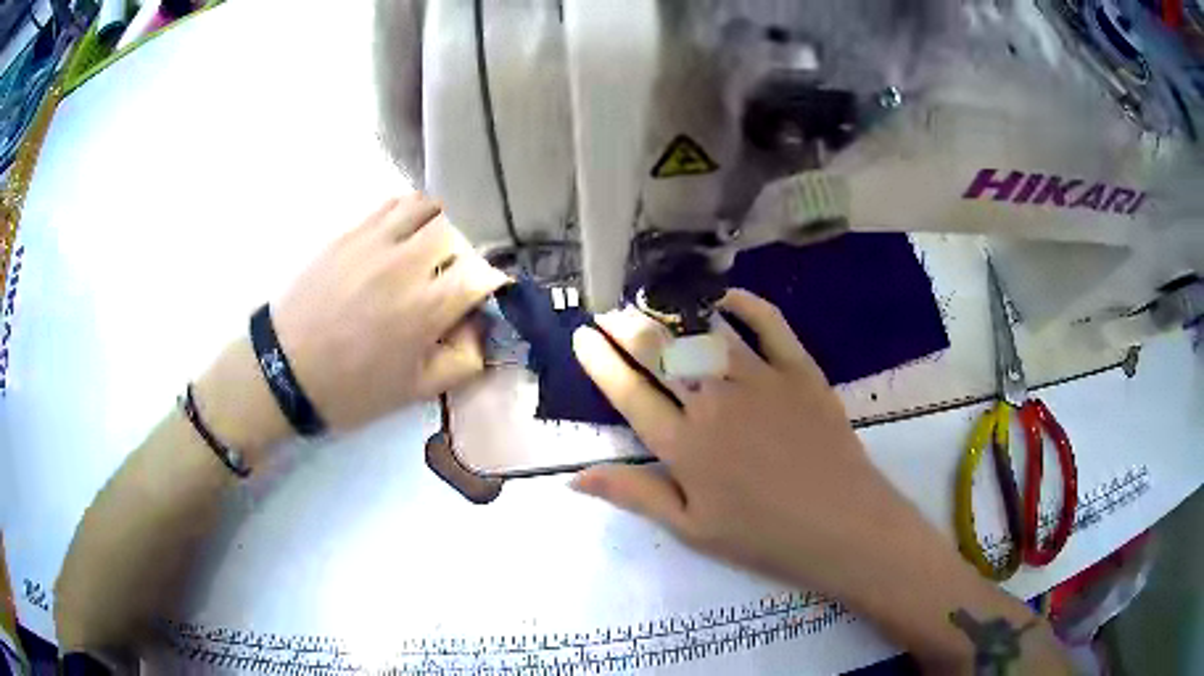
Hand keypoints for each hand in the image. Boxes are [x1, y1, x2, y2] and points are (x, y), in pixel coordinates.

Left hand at [269, 195, 508, 430]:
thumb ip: (462, 361)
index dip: (493, 286)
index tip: (483, 300)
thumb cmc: (351, 388)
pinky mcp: (351, 232)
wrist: (285, 370)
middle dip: (464, 258)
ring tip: (429, 250)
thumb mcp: (414, 391)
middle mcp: (406, 264)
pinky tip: (401, 236)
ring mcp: (376, 242)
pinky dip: (409, 213)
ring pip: (428, 208)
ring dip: (438, 227)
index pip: (483, 275)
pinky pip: (393, 204)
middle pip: (457, 235)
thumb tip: (483, 331)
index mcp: (427, 308)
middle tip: (451, 280)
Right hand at [570, 290, 915, 595]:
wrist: (841, 525)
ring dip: (671, 311)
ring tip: (651, 300)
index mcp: (684, 446)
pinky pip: (768, 323)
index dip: (600, 361)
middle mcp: (714, 403)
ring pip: (705, 332)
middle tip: (610, 312)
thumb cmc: (763, 535)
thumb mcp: (691, 527)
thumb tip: (575, 478)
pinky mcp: (799, 369)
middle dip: (627, 326)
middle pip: (660, 352)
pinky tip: (723, 296)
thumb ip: (634, 494)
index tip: (582, 336)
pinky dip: (743, 303)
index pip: (629, 392)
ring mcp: (759, 380)